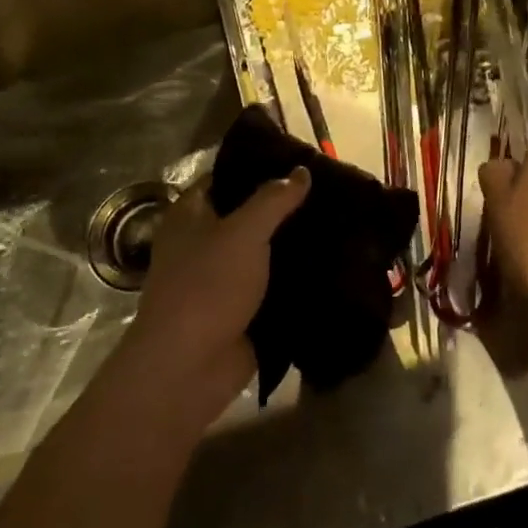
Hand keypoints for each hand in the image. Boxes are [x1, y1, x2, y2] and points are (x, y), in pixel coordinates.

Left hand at [124, 168, 308, 427]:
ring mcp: (221, 278)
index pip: (226, 176)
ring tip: (339, 222)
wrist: (189, 367)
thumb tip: (302, 171)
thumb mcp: (244, 232)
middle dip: (283, 206)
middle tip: (330, 190)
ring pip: (262, 250)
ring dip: (292, 242)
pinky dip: (295, 277)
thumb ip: (274, 199)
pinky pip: (271, 284)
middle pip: (247, 213)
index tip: (301, 160)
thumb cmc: (208, 286)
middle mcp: (202, 241)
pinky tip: (332, 263)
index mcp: (191, 214)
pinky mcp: (240, 309)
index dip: (259, 166)